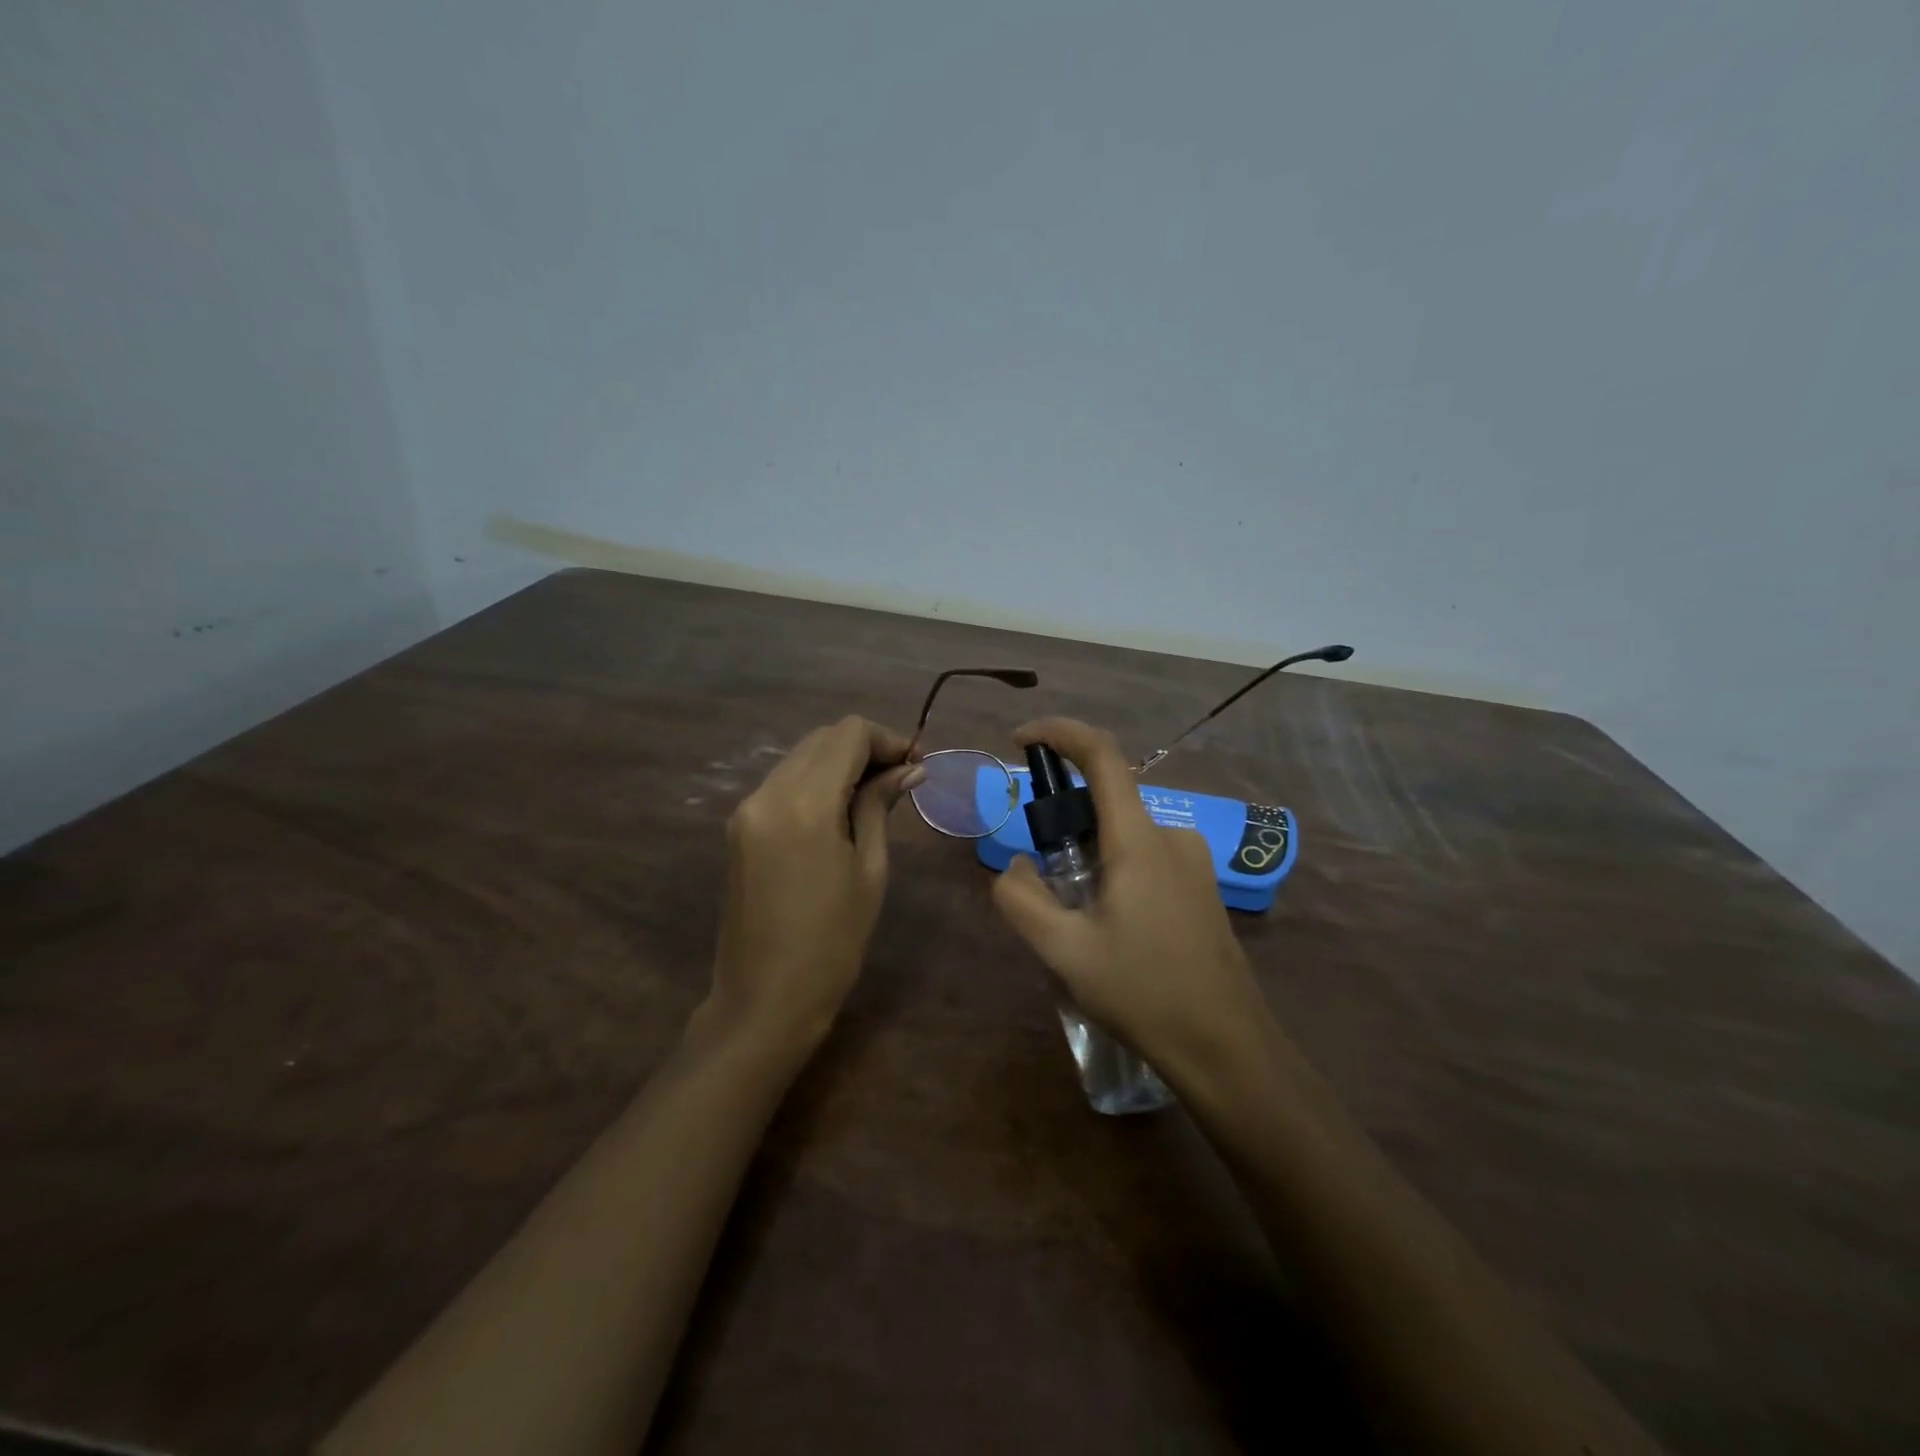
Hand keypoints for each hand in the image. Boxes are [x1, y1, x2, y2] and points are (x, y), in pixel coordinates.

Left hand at [702, 716, 923, 1054]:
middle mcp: (767, 793)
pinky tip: (841, 810)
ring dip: (840, 763)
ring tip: (876, 795)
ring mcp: (747, 809)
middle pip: (822, 739)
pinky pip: (783, 783)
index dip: (887, 739)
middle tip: (902, 778)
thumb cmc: (833, 942)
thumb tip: (909, 769)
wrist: (764, 999)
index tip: (916, 765)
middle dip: (865, 748)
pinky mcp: (740, 827)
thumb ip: (880, 806)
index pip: (848, 734)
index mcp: (804, 803)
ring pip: (801, 757)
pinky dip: (816, 782)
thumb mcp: (869, 870)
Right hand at [991, 717, 1274, 1082]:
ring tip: (1077, 922)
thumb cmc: (1143, 993)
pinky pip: (1145, 858)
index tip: (1022, 740)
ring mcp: (1193, 862)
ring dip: (1089, 857)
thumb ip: (1021, 898)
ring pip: (1124, 836)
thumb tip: (1016, 866)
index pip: (1101, 755)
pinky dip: (1114, 872)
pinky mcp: (1202, 887)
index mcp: (1138, 839)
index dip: (1059, 732)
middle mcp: (1171, 836)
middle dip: (1064, 824)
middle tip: (1043, 882)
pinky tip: (1111, 931)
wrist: (1227, 1047)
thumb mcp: (1064, 950)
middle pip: (1107, 801)